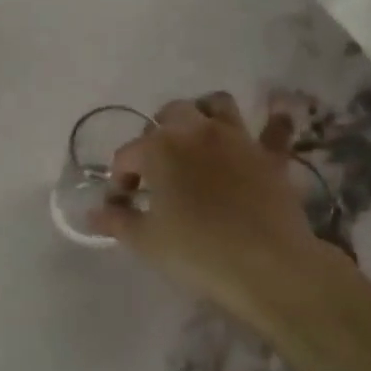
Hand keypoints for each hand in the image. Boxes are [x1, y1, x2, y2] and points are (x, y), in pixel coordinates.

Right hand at [90, 92, 334, 310]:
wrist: (266, 265)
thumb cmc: (196, 251)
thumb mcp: (144, 240)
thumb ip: (116, 221)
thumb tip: (95, 213)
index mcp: (160, 148)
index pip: (127, 154)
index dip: (120, 178)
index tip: (122, 204)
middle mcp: (197, 131)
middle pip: (171, 114)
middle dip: (157, 134)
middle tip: (155, 167)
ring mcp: (238, 139)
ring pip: (217, 105)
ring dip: (203, 114)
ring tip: (197, 138)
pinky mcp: (271, 155)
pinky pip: (276, 128)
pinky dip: (272, 122)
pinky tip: (271, 121)